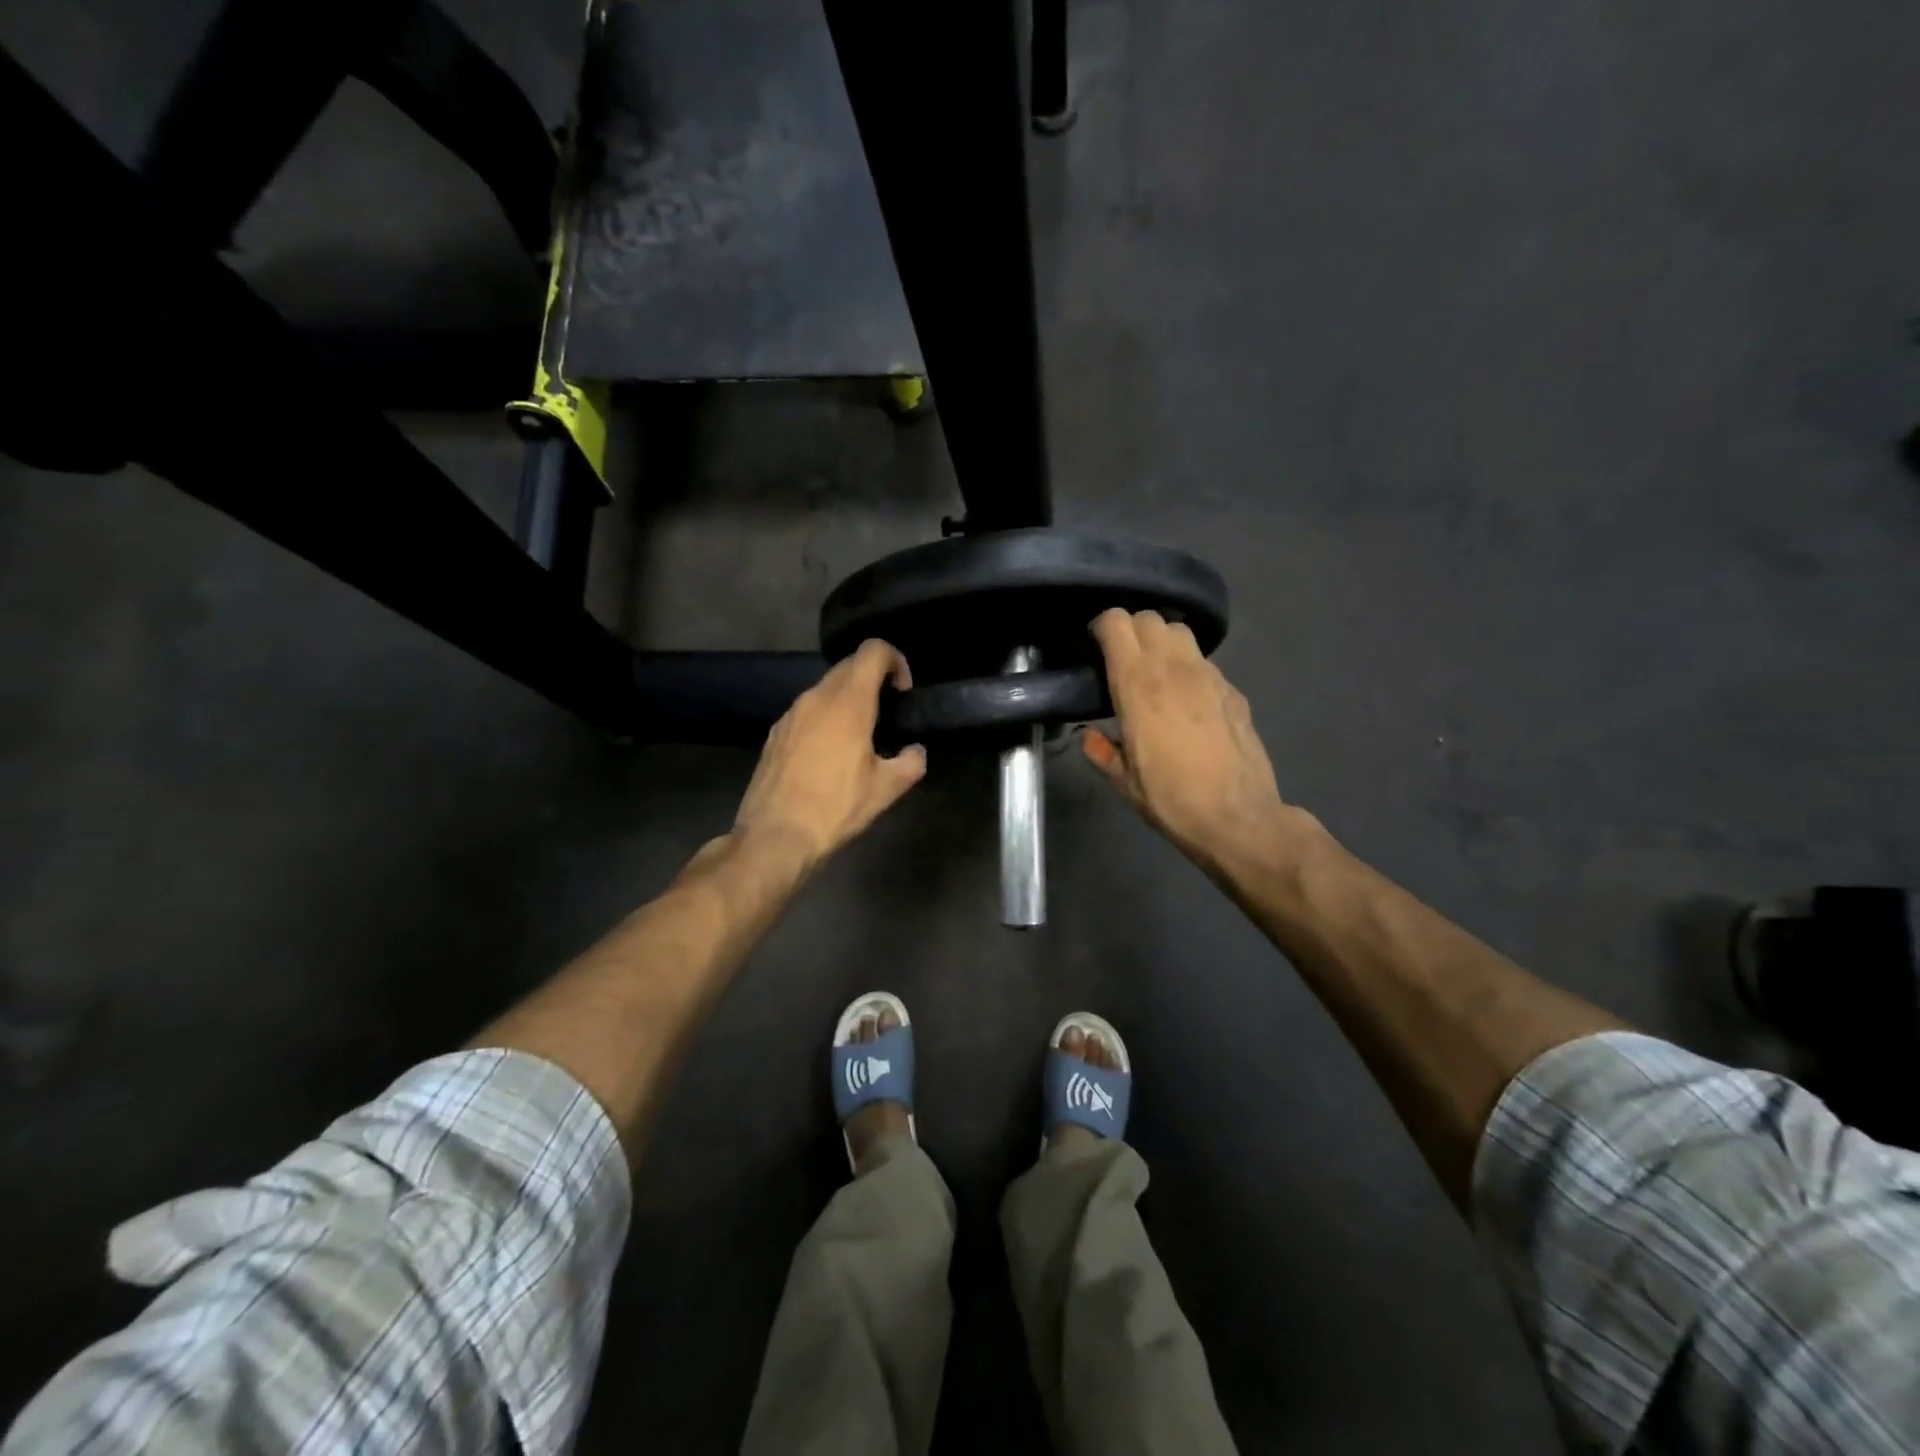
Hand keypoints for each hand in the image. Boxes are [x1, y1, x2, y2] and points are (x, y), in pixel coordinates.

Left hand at [733, 639, 927, 870]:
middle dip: (873, 680)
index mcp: (848, 703)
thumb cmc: (835, 808)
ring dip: (848, 700)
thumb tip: (915, 752)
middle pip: (849, 666)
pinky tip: (828, 755)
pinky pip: (807, 711)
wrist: (775, 837)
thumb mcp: (886, 790)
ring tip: (859, 738)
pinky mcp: (775, 733)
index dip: (895, 660)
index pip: (873, 651)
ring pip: (825, 688)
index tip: (902, 693)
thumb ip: (911, 762)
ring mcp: (791, 714)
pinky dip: (825, 718)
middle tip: (887, 715)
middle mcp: (816, 697)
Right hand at [1084, 608, 1292, 873]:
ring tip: (1156, 669)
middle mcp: (1173, 667)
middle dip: (1131, 629)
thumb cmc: (1171, 798)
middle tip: (1123, 657)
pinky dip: (1188, 668)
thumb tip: (1089, 736)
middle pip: (1149, 618)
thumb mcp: (1123, 780)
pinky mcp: (1233, 690)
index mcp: (1137, 684)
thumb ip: (1101, 750)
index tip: (1094, 645)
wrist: (1238, 817)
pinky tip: (1187, 699)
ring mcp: (1209, 675)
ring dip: (1162, 641)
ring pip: (1181, 632)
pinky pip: (1204, 662)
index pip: (1116, 622)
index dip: (1101, 626)